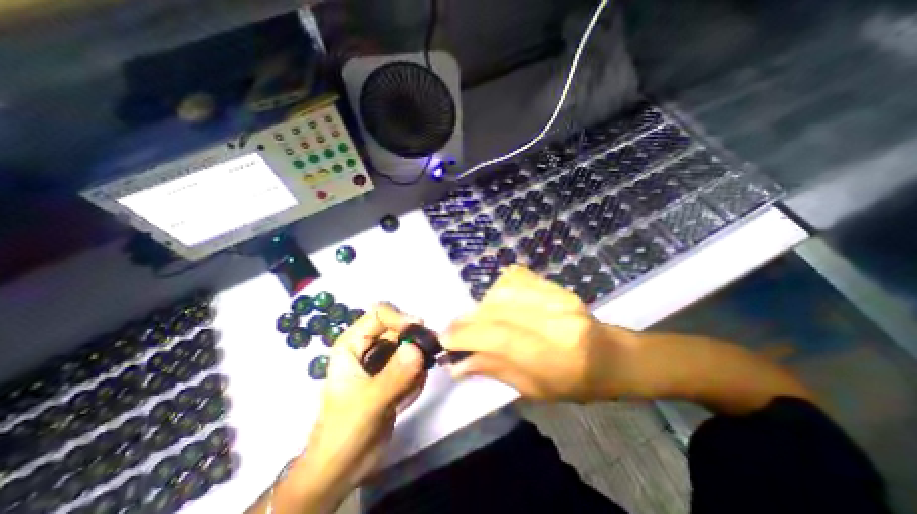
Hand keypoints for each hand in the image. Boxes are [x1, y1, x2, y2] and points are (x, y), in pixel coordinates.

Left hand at [302, 303, 430, 503]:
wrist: (342, 468)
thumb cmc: (344, 431)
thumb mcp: (368, 402)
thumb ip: (394, 375)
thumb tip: (418, 348)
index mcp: (353, 343)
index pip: (380, 314)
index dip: (399, 317)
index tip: (419, 330)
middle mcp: (369, 347)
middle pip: (398, 328)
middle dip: (415, 340)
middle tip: (431, 353)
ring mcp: (383, 362)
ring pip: (409, 346)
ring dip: (418, 362)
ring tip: (411, 385)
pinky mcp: (394, 376)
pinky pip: (414, 366)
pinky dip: (417, 378)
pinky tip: (405, 399)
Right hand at [441, 266, 639, 403]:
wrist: (612, 355)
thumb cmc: (576, 383)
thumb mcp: (534, 389)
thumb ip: (495, 370)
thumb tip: (457, 363)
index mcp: (556, 355)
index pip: (501, 337)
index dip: (467, 336)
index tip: (445, 339)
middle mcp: (557, 319)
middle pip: (497, 310)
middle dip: (469, 321)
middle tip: (456, 332)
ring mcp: (558, 296)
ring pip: (502, 290)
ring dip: (482, 306)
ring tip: (481, 321)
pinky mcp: (556, 284)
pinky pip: (515, 277)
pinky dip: (498, 289)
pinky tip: (499, 303)